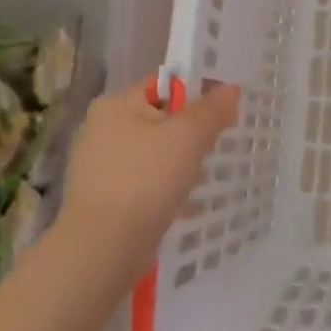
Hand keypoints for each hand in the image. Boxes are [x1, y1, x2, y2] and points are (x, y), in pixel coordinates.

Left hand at [56, 80, 239, 248]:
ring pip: (155, 152)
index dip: (198, 91)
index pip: (165, 84)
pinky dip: (165, 188)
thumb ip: (212, 109)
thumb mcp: (189, 136)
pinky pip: (145, 181)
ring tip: (201, 179)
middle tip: (214, 148)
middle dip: (191, 133)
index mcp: (117, 104)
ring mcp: (100, 165)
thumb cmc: (147, 179)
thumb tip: (230, 90)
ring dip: (181, 163)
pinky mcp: (104, 196)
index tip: (224, 111)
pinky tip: (183, 203)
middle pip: (162, 119)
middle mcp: (102, 129)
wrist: (105, 246)